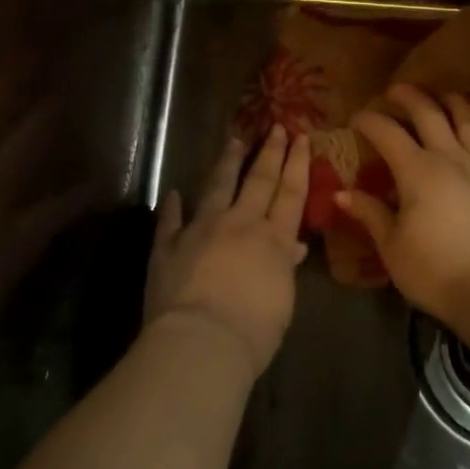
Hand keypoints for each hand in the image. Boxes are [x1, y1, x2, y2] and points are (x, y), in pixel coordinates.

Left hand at [146, 127, 310, 376]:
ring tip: (234, 141)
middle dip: (270, 152)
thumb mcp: (283, 300)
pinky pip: (170, 221)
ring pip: (217, 187)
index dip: (297, 164)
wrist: (202, 341)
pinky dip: (172, 207)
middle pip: (258, 180)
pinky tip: (173, 193)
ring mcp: (201, 230)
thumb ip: (285, 267)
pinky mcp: (168, 246)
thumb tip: (294, 247)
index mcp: (273, 239)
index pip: (290, 193)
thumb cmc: (254, 330)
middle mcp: (240, 224)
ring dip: (227, 163)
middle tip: (276, 127)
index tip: (301, 137)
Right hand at [337, 85, 469, 329]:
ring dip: (459, 106)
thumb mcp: (392, 246)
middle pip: (431, 116)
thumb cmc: (434, 272)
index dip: (370, 121)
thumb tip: (342, 194)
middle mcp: (454, 160)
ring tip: (448, 97)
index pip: (388, 134)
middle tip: (397, 90)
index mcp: (419, 171)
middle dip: (411, 98)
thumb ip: (370, 214)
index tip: (356, 117)